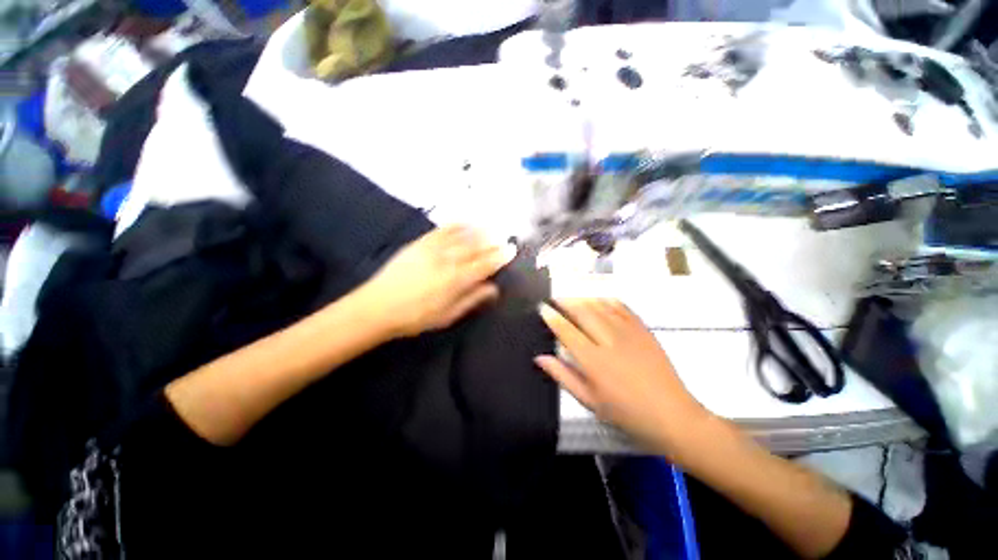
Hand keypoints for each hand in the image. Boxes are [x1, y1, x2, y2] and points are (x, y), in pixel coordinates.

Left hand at [362, 225, 513, 337]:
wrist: (378, 306)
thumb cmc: (416, 317)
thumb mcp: (448, 315)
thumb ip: (472, 299)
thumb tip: (493, 288)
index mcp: (457, 280)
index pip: (485, 264)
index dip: (500, 257)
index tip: (511, 250)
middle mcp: (449, 260)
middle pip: (477, 248)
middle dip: (493, 242)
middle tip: (505, 237)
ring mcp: (434, 249)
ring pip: (462, 236)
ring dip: (479, 230)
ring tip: (492, 226)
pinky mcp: (420, 243)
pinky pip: (442, 229)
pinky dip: (456, 224)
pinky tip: (465, 221)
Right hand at [536, 299, 710, 452]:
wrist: (672, 415)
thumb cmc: (626, 413)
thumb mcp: (589, 400)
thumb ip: (563, 376)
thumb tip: (540, 357)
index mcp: (594, 361)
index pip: (566, 331)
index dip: (552, 317)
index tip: (542, 308)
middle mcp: (609, 341)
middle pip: (583, 312)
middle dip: (566, 301)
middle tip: (555, 298)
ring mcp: (629, 333)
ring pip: (601, 306)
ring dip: (583, 298)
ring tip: (573, 298)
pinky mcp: (643, 330)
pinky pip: (622, 307)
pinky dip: (607, 300)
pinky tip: (599, 300)